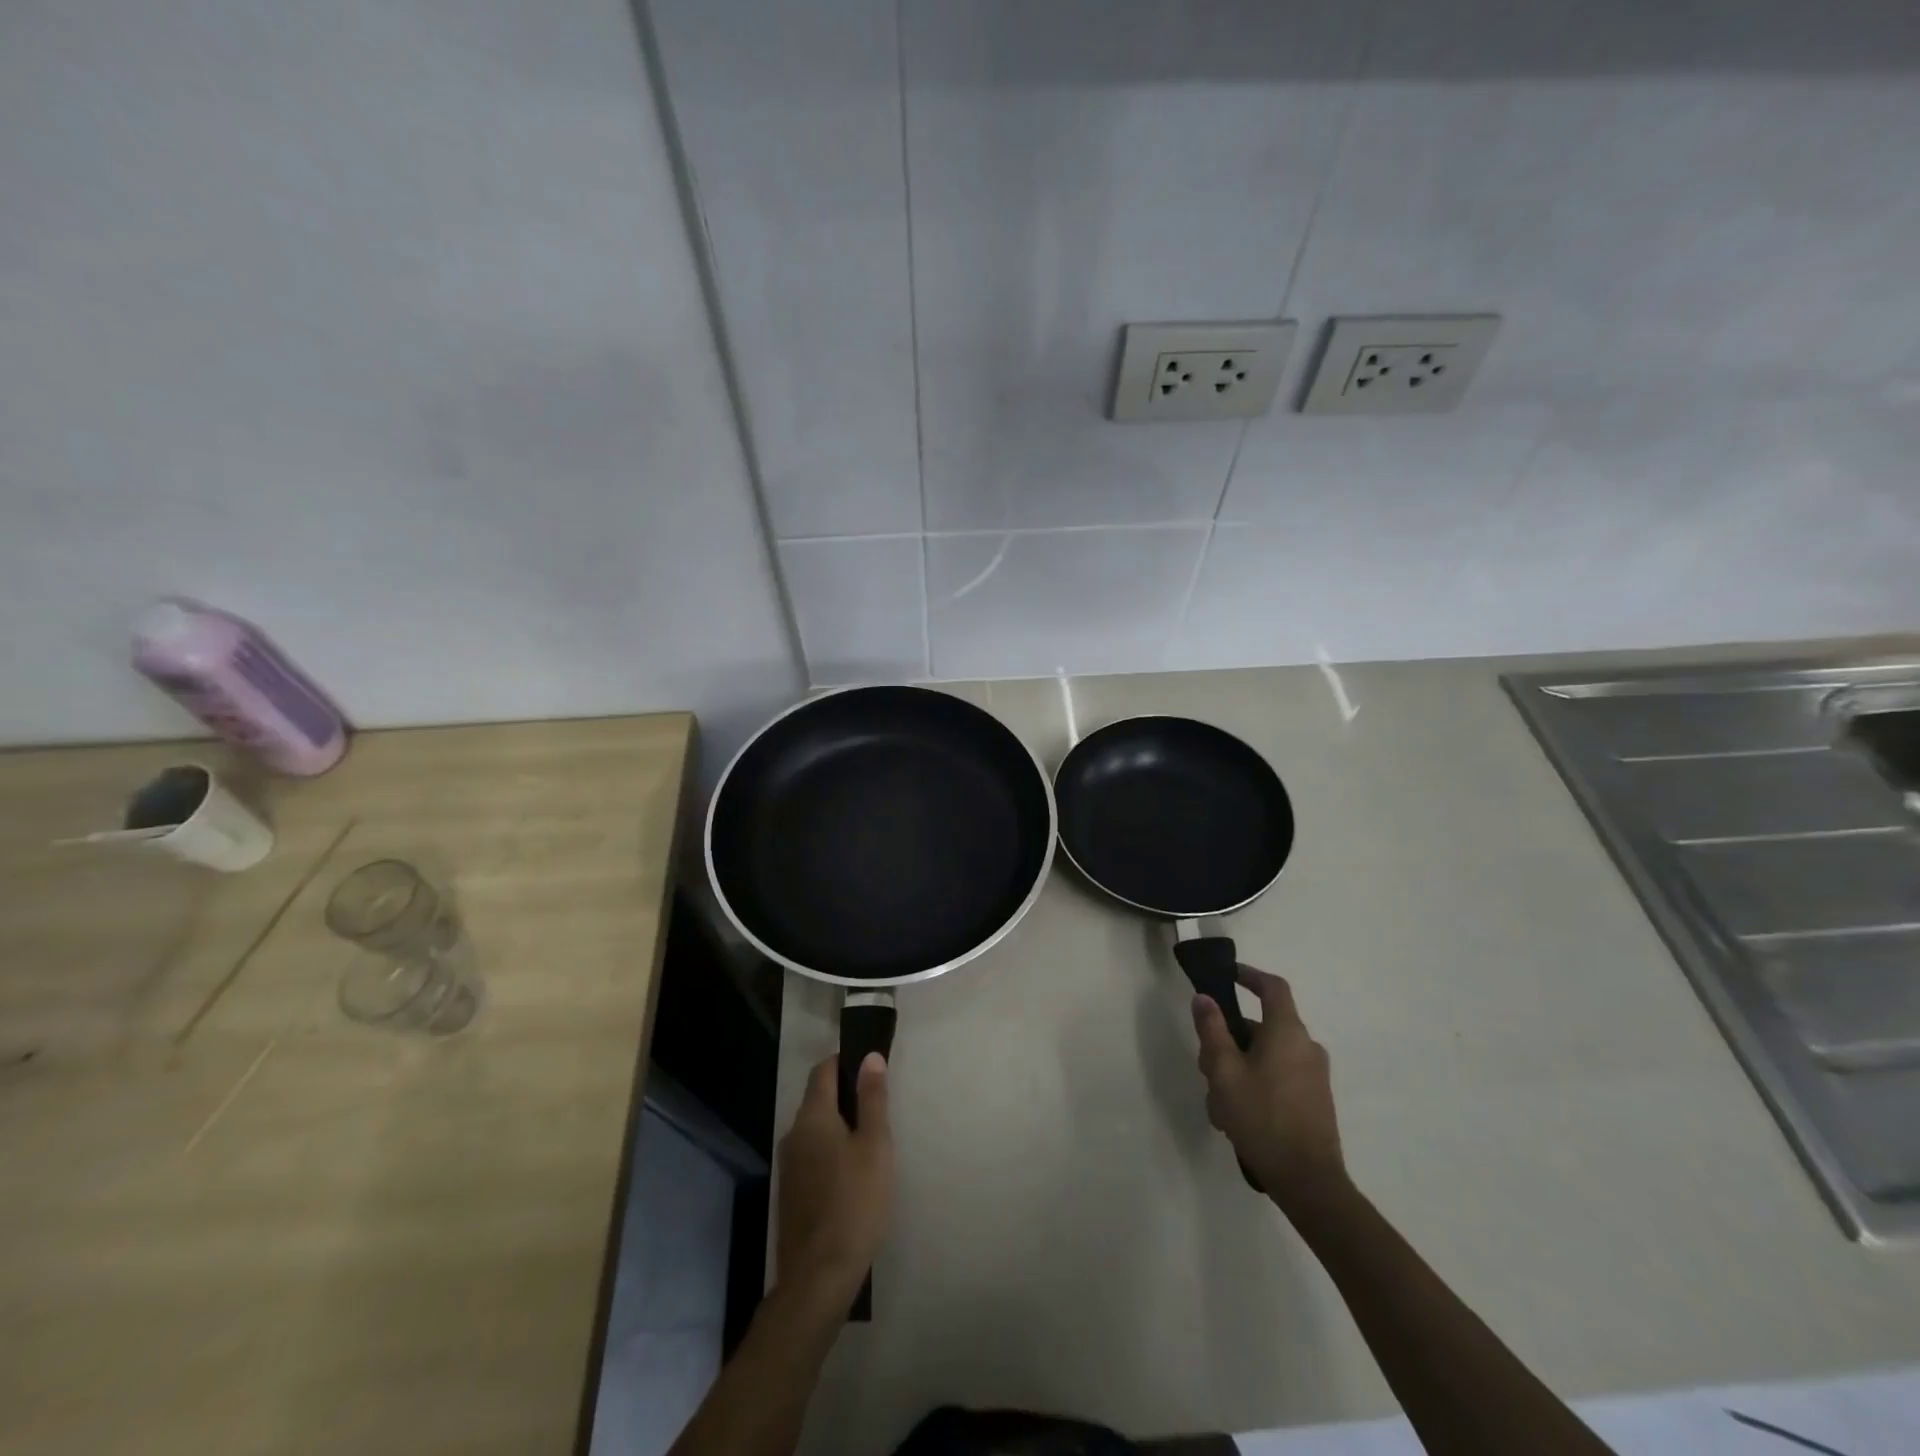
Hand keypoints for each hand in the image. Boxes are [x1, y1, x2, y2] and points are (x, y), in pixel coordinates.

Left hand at [776, 1053, 894, 1301]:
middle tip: (879, 1110)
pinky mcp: (790, 1193)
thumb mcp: (875, 1145)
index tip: (871, 1069)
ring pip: (815, 1130)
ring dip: (839, 1127)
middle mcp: (793, 1134)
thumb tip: (870, 1057)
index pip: (824, 1070)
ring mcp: (788, 1166)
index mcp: (813, 1117)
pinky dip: (830, 1152)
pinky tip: (851, 1176)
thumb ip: (873, 1098)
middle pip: (818, 1099)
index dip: (846, 1062)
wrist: (819, 1277)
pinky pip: (811, 1156)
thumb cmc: (855, 1202)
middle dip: (846, 1096)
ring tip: (870, 1144)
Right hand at [1192, 966, 1348, 1213]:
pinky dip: (1255, 1085)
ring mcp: (1313, 1076)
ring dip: (1238, 1068)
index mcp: (1287, 1032)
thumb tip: (1204, 998)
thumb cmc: (1262, 1117)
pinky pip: (1278, 1078)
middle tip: (1205, 1064)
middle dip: (1229, 1040)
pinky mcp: (1313, 1102)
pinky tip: (1236, 1118)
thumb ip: (1211, 1029)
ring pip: (1265, 1056)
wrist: (1308, 1182)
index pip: (1272, 987)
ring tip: (1218, 1103)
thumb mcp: (1224, 1071)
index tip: (1227, 975)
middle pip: (1261, 1027)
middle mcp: (1306, 1047)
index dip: (1249, 975)